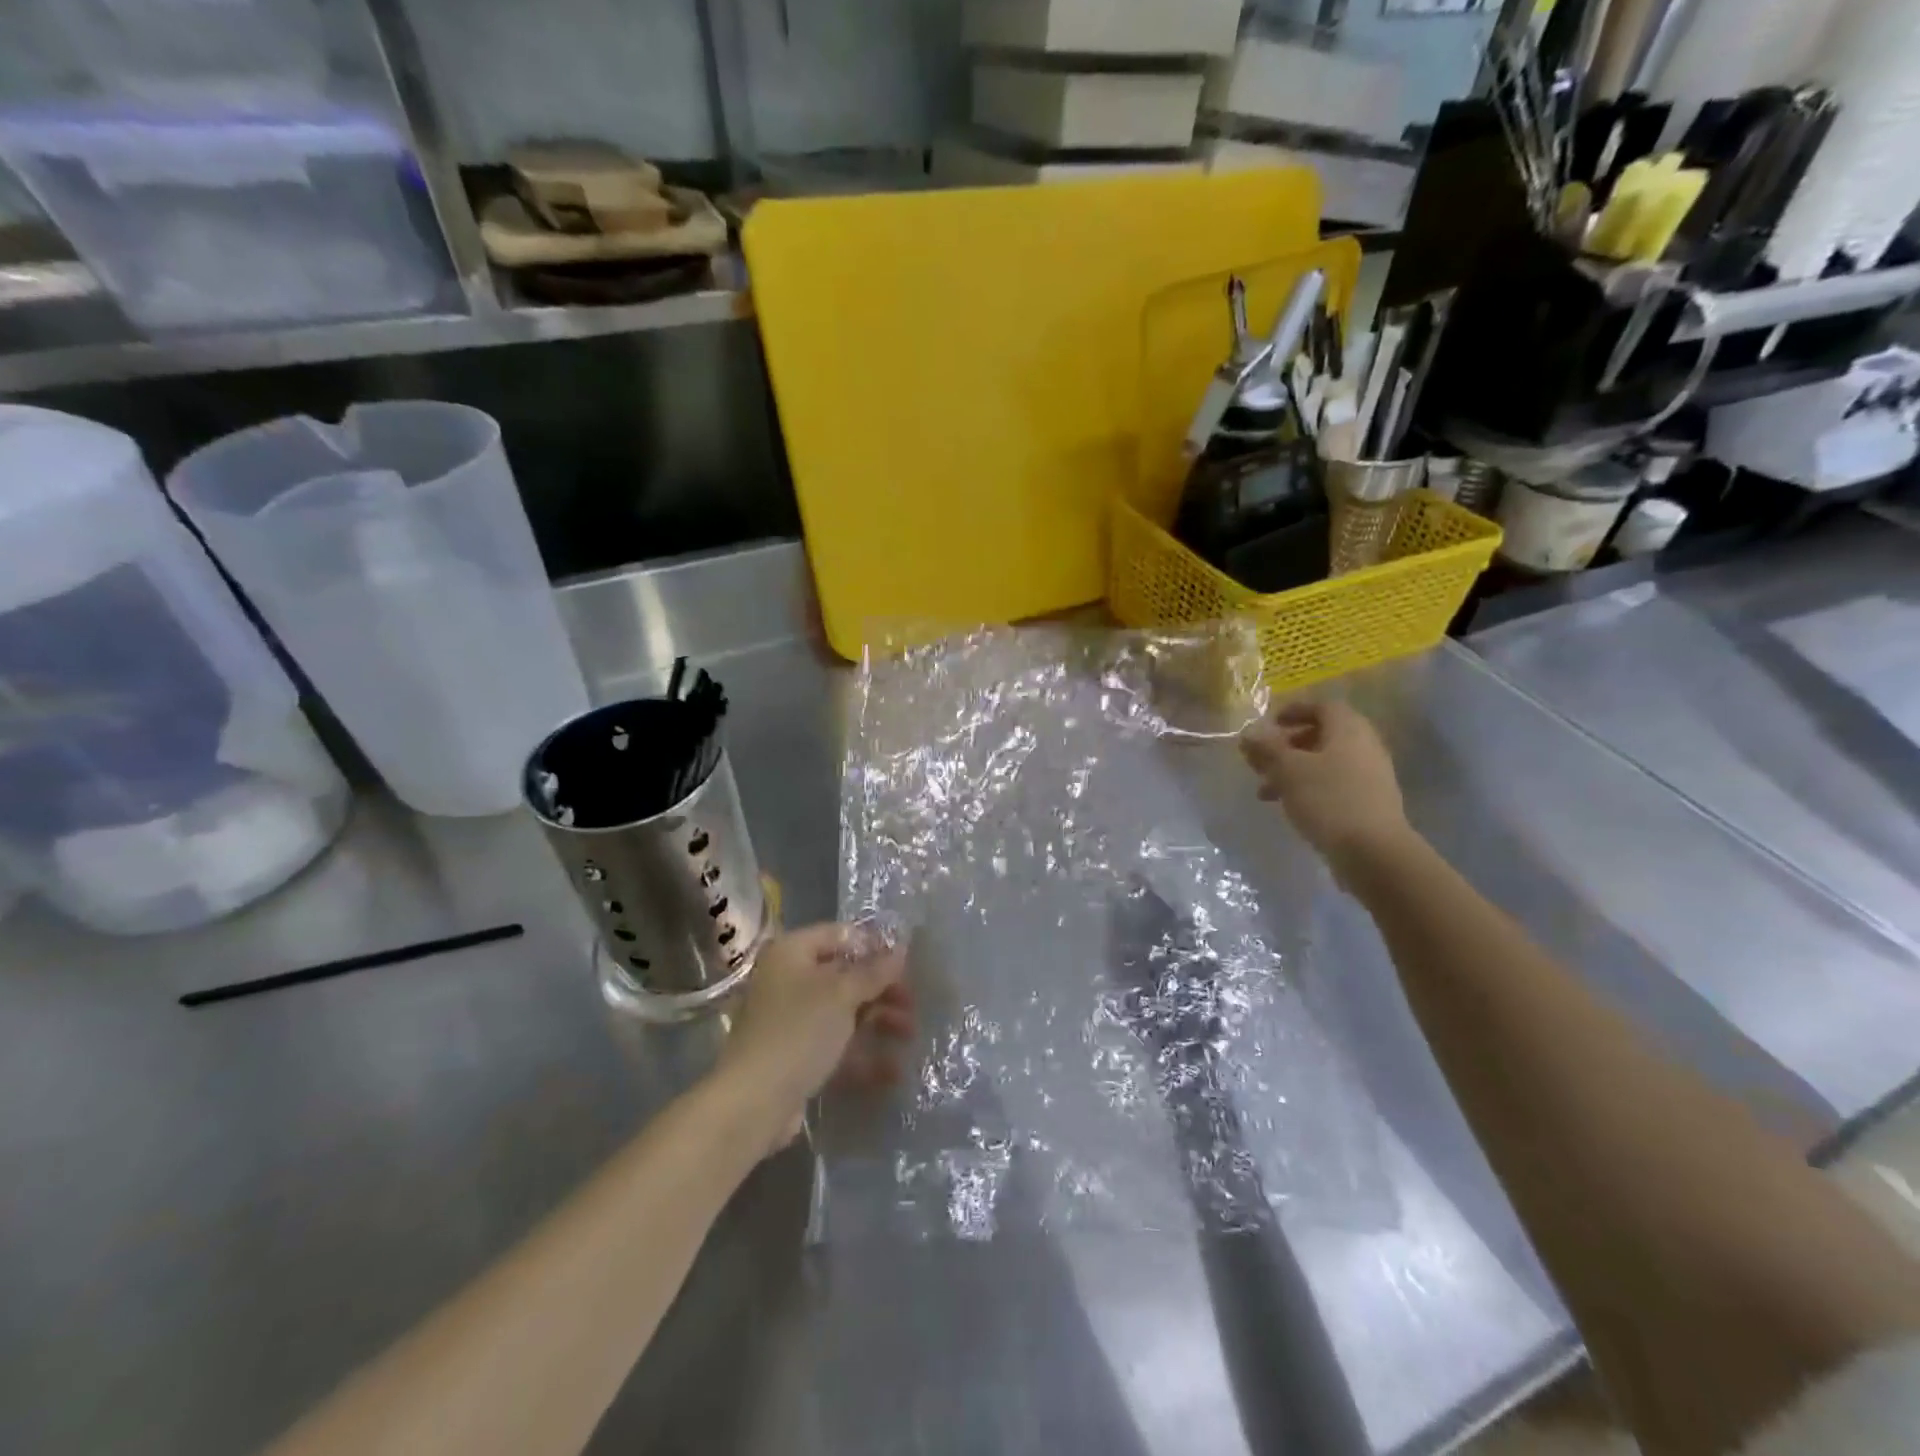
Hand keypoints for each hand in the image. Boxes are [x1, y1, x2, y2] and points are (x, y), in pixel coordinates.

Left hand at [714, 922, 914, 1157]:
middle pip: (844, 976)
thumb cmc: (799, 1031)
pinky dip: (863, 1055)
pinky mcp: (796, 1056)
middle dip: (882, 990)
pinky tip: (893, 1071)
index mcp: (792, 952)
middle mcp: (788, 980)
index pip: (840, 935)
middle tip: (912, 1004)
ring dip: (878, 1022)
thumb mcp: (842, 994)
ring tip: (910, 1036)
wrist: (753, 1102)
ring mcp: (791, 1020)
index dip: (874, 945)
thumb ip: (875, 971)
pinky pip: (835, 1046)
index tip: (907, 962)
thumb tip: (901, 949)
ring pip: (843, 1013)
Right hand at [1239, 700, 1410, 872]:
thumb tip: (1248, 733)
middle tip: (1262, 760)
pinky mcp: (1369, 802)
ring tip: (1266, 792)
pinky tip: (1291, 807)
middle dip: (1288, 745)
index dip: (1294, 711)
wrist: (1373, 852)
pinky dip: (1309, 788)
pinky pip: (1334, 784)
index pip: (1322, 706)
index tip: (1269, 725)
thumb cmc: (1328, 799)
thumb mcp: (1288, 770)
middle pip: (1322, 735)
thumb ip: (1266, 749)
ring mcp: (1370, 775)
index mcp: (1348, 729)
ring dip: (1294, 771)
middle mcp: (1364, 746)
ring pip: (1325, 762)